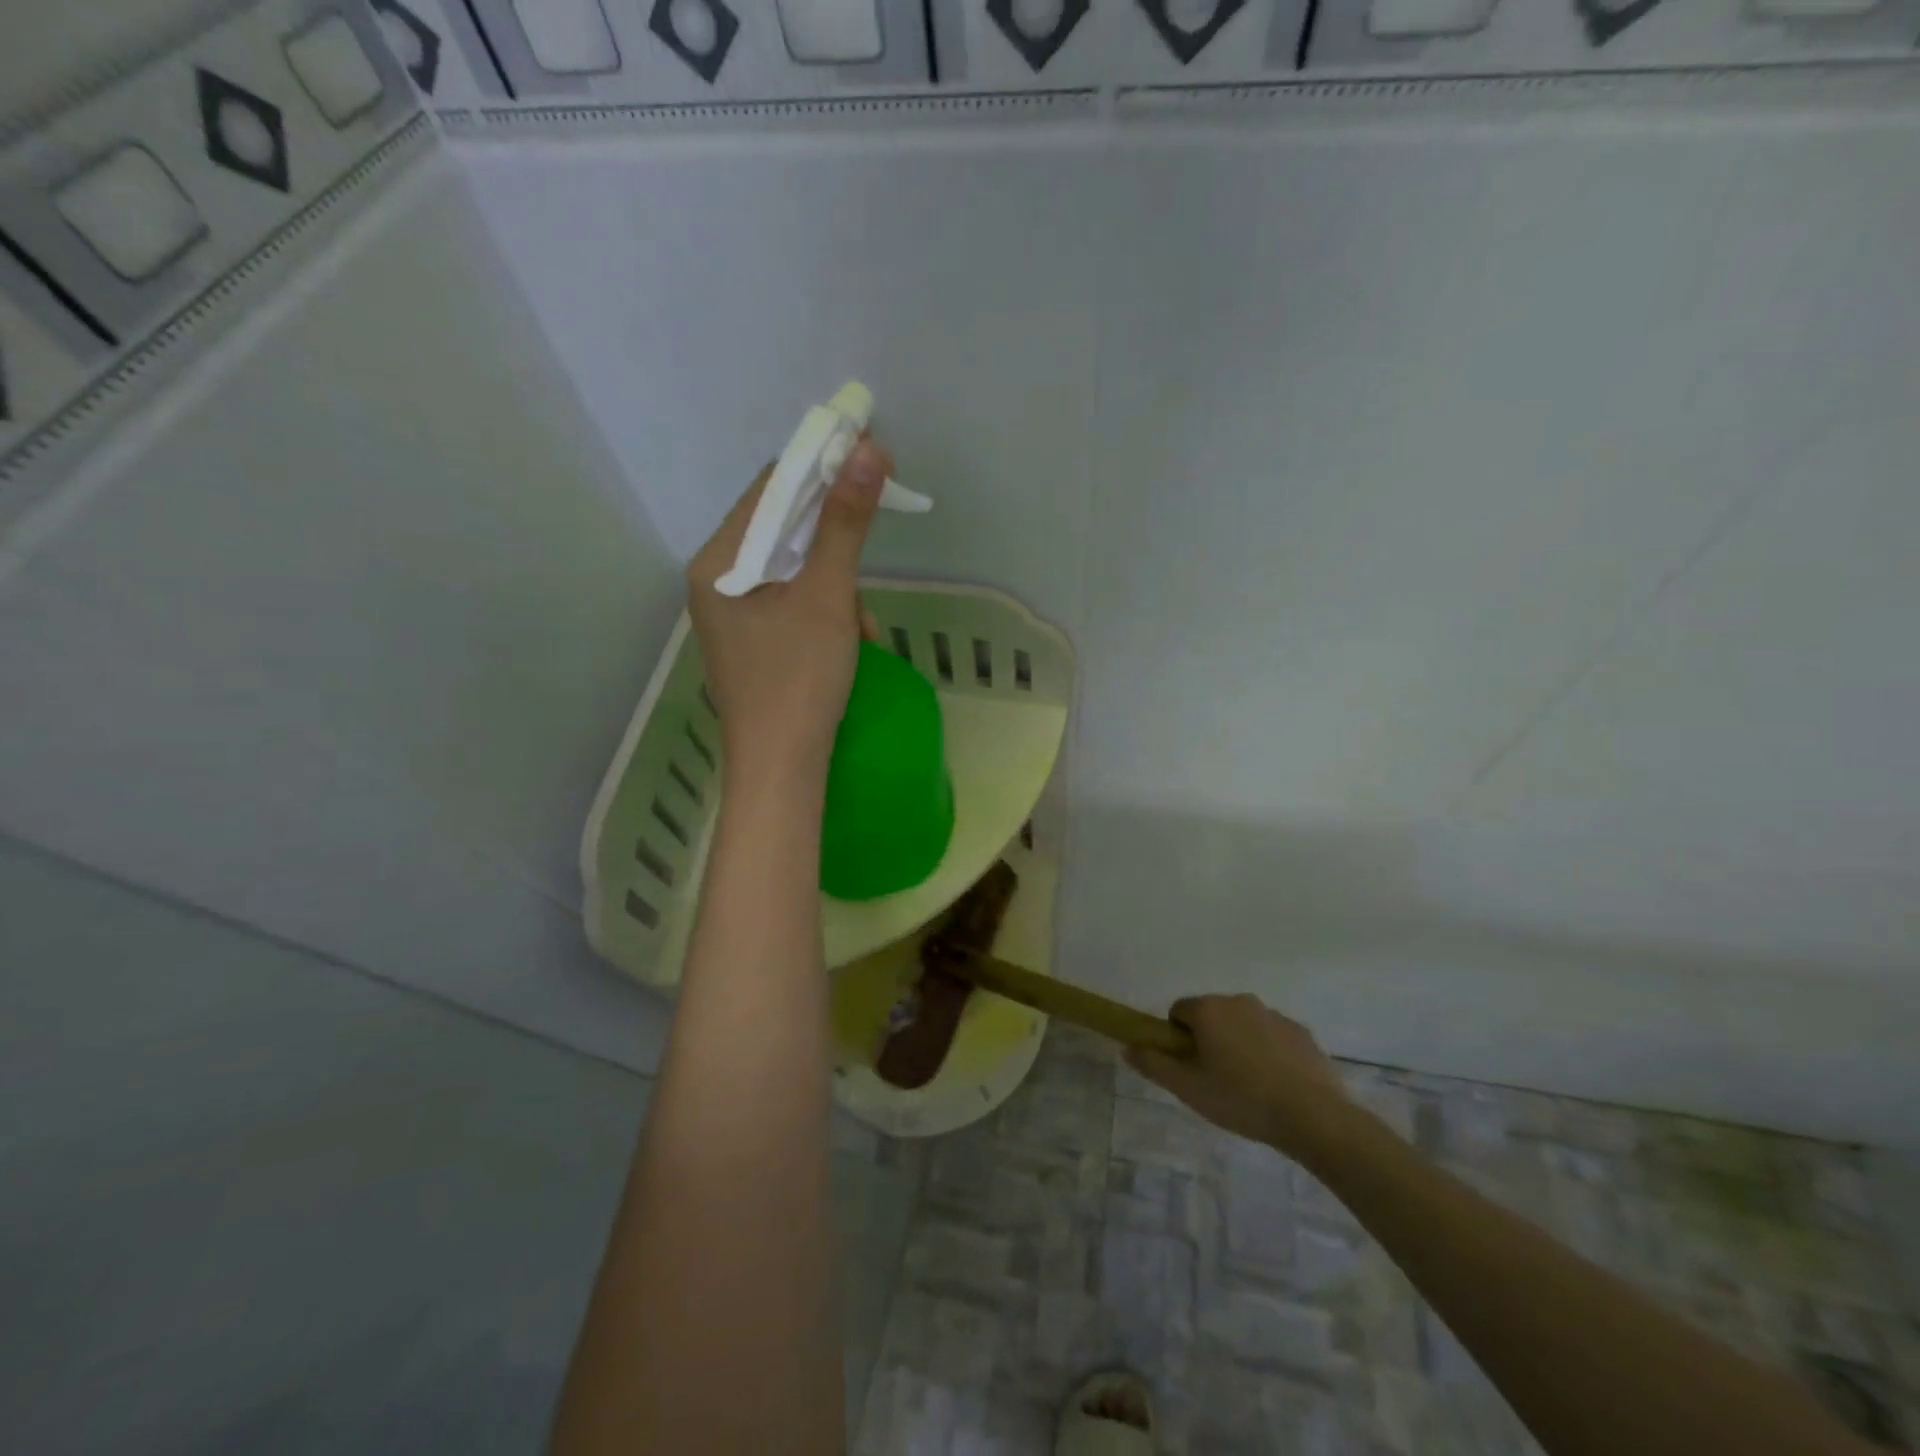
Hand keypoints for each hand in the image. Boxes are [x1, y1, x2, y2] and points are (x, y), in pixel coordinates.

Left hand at [687, 439, 893, 781]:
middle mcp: (716, 582)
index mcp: (718, 562)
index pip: (769, 490)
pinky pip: (791, 607)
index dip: (820, 468)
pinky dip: (825, 614)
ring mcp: (732, 618)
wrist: (780, 771)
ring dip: (836, 585)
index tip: (871, 458)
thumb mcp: (827, 596)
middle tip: (872, 543)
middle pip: (780, 532)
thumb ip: (845, 524)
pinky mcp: (752, 645)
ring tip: (863, 626)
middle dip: (833, 541)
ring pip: (792, 573)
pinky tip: (852, 643)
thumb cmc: (798, 680)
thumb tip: (868, 451)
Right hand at [1127, 994, 1350, 1155]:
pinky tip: (1276, 1085)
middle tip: (1215, 1080)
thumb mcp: (1189, 1089)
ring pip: (1242, 1024)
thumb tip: (1127, 1046)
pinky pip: (1271, 1036)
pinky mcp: (1300, 1031)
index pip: (1178, 1011)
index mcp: (1209, 1010)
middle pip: (1211, 1015)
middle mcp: (1239, 1001)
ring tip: (1249, 1087)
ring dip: (1238, 1045)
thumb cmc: (1241, 1099)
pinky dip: (1267, 1052)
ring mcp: (1273, 1014)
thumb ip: (1154, 1064)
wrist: (1313, 1116)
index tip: (1189, 1067)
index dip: (1177, 1038)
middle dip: (1209, 1040)